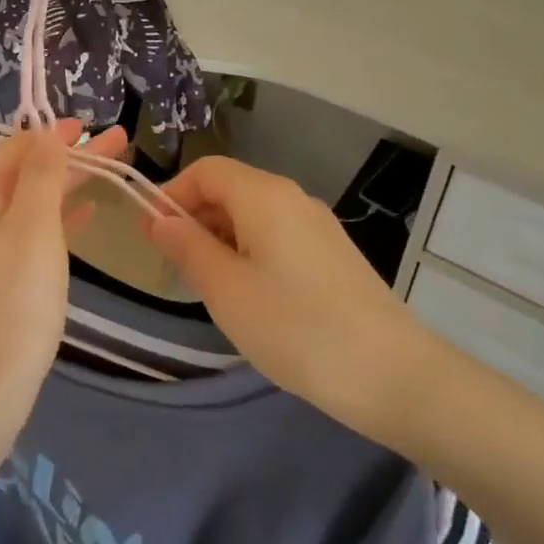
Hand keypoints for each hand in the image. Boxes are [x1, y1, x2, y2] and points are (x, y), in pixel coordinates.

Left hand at [0, 120, 125, 445]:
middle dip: (72, 157)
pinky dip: (55, 220)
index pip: (19, 146)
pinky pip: (24, 234)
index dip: (61, 134)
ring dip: (67, 186)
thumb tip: (48, 132)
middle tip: (122, 143)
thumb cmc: (6, 312)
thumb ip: (42, 177)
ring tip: (111, 172)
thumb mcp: (31, 233)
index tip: (101, 124)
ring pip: (27, 203)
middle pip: (24, 172)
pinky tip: (84, 216)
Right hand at [146, 157, 422, 437]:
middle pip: (231, 188)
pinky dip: (251, 252)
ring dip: (222, 238)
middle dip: (196, 218)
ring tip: (210, 287)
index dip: (172, 193)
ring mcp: (319, 225)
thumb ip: (187, 247)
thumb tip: (159, 218)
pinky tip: (252, 296)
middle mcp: (294, 198)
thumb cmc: (294, 326)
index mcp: (264, 195)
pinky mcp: (334, 254)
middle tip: (176, 267)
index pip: (206, 170)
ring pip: (255, 215)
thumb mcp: (225, 289)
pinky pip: (280, 236)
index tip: (152, 235)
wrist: (391, 373)